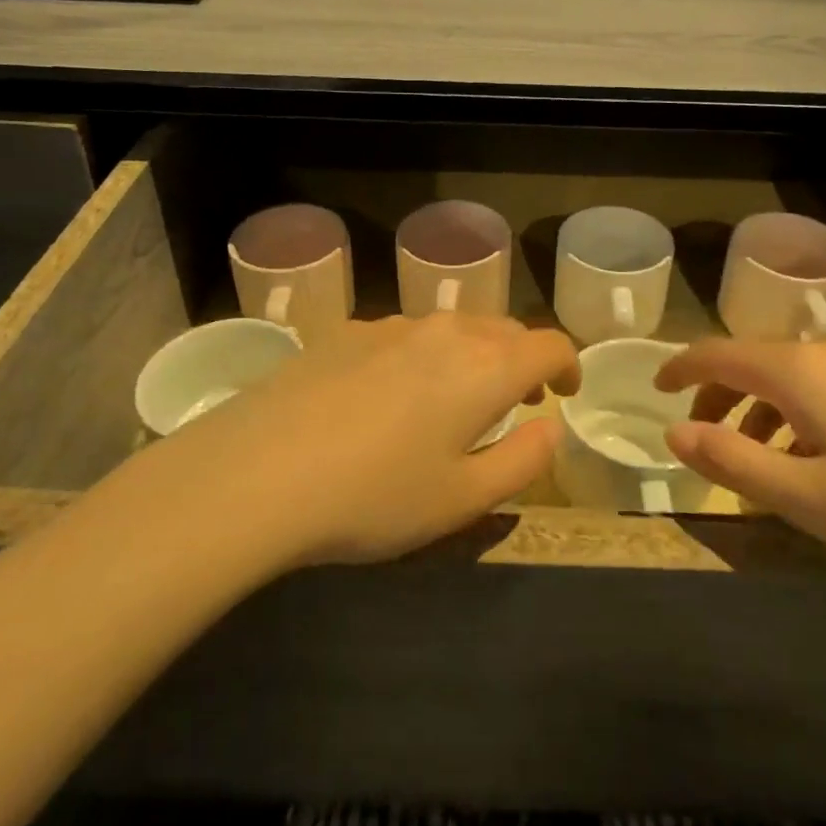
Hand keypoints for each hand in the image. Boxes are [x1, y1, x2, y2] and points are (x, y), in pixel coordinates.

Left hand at [144, 314, 577, 570]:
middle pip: (503, 330)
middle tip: (518, 402)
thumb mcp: (463, 500)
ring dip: (471, 356)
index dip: (568, 365)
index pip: (549, 344)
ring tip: (455, 399)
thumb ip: (522, 461)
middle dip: (521, 360)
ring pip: (451, 328)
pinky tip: (389, 397)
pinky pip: (403, 335)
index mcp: (485, 367)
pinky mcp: (344, 331)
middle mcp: (444, 331)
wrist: (257, 472)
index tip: (565, 392)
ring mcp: (390, 326)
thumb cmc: (375, 496)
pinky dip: (422, 356)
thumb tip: (550, 427)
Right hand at [654, 337, 825, 601]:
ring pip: (801, 376)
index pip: (719, 353)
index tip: (657, 388)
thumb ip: (732, 461)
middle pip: (759, 361)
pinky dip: (808, 411)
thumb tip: (674, 432)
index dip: (681, 367)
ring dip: (766, 407)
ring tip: (764, 458)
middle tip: (704, 434)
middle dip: (722, 393)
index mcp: (802, 372)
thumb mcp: (807, 499)